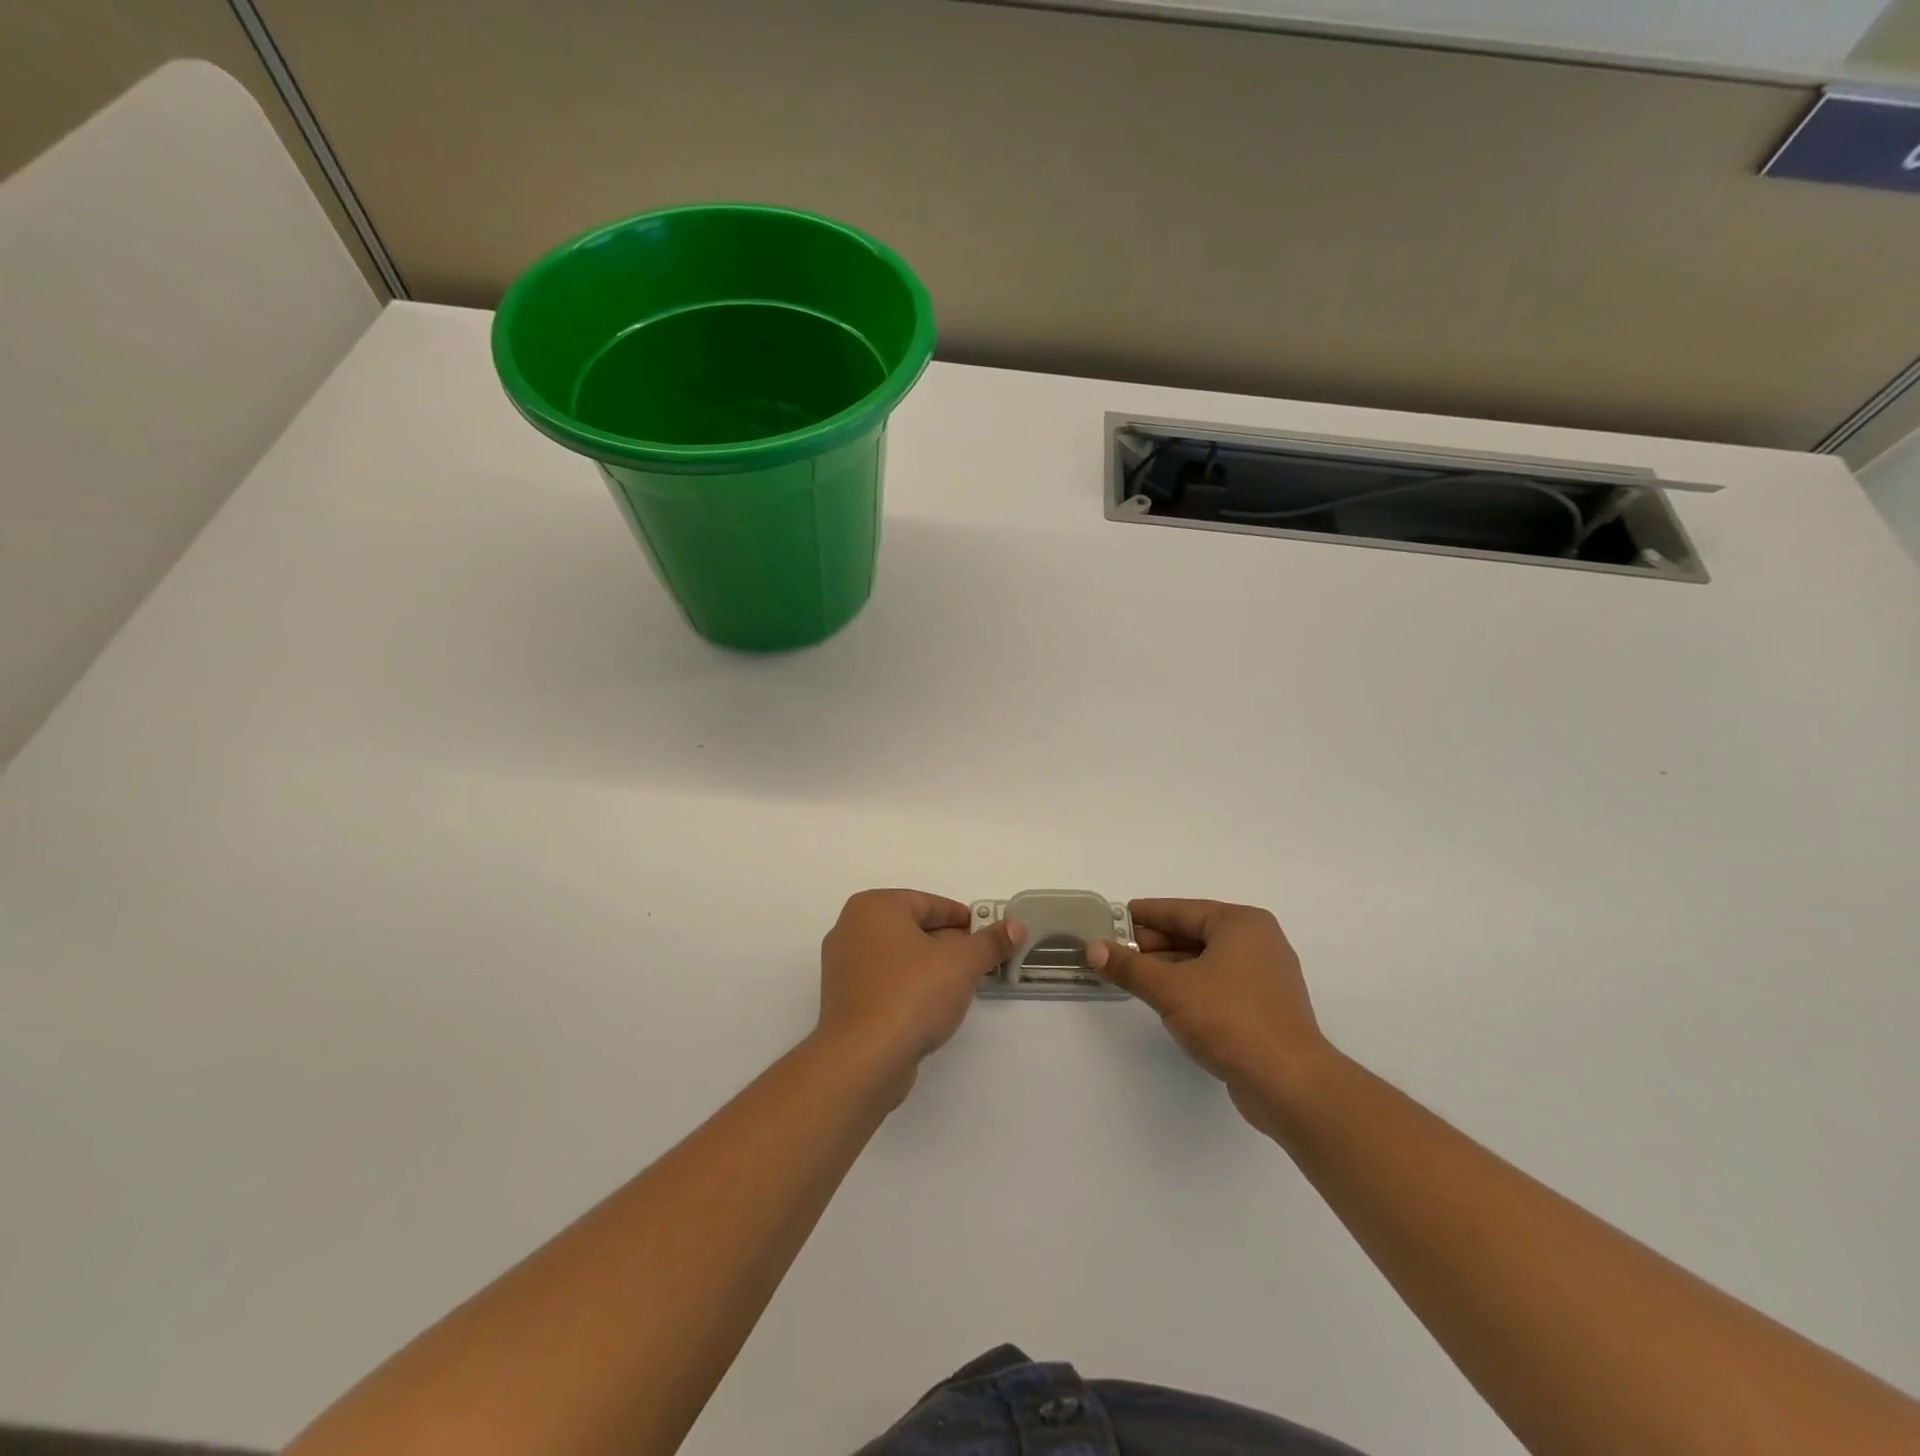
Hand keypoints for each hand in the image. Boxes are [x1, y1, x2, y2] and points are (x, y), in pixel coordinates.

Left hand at [815, 889, 1022, 1096]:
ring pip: (899, 958)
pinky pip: (885, 983)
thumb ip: (990, 942)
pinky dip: (910, 989)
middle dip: (949, 944)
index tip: (988, 937)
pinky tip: (932, 1009)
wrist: (862, 1060)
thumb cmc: (912, 995)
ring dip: (930, 968)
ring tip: (961, 987)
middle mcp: (851, 929)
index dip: (963, 919)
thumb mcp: (962, 963)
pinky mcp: (844, 1001)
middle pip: (913, 929)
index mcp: (874, 907)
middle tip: (980, 962)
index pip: (929, 903)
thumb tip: (1014, 926)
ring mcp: (842, 967)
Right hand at [1090, 899, 1334, 1133]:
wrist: (1289, 1083)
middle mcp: (1258, 942)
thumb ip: (1130, 967)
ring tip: (1132, 976)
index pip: (1181, 911)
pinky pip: (1218, 985)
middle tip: (1116, 952)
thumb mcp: (1170, 988)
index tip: (1115, 919)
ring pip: (1206, 962)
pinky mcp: (1265, 1009)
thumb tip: (1094, 949)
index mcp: (1241, 923)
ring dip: (1169, 968)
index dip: (1145, 916)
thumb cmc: (1229, 1019)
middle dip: (1154, 945)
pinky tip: (1165, 1000)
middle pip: (1194, 934)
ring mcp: (1265, 978)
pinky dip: (1190, 988)